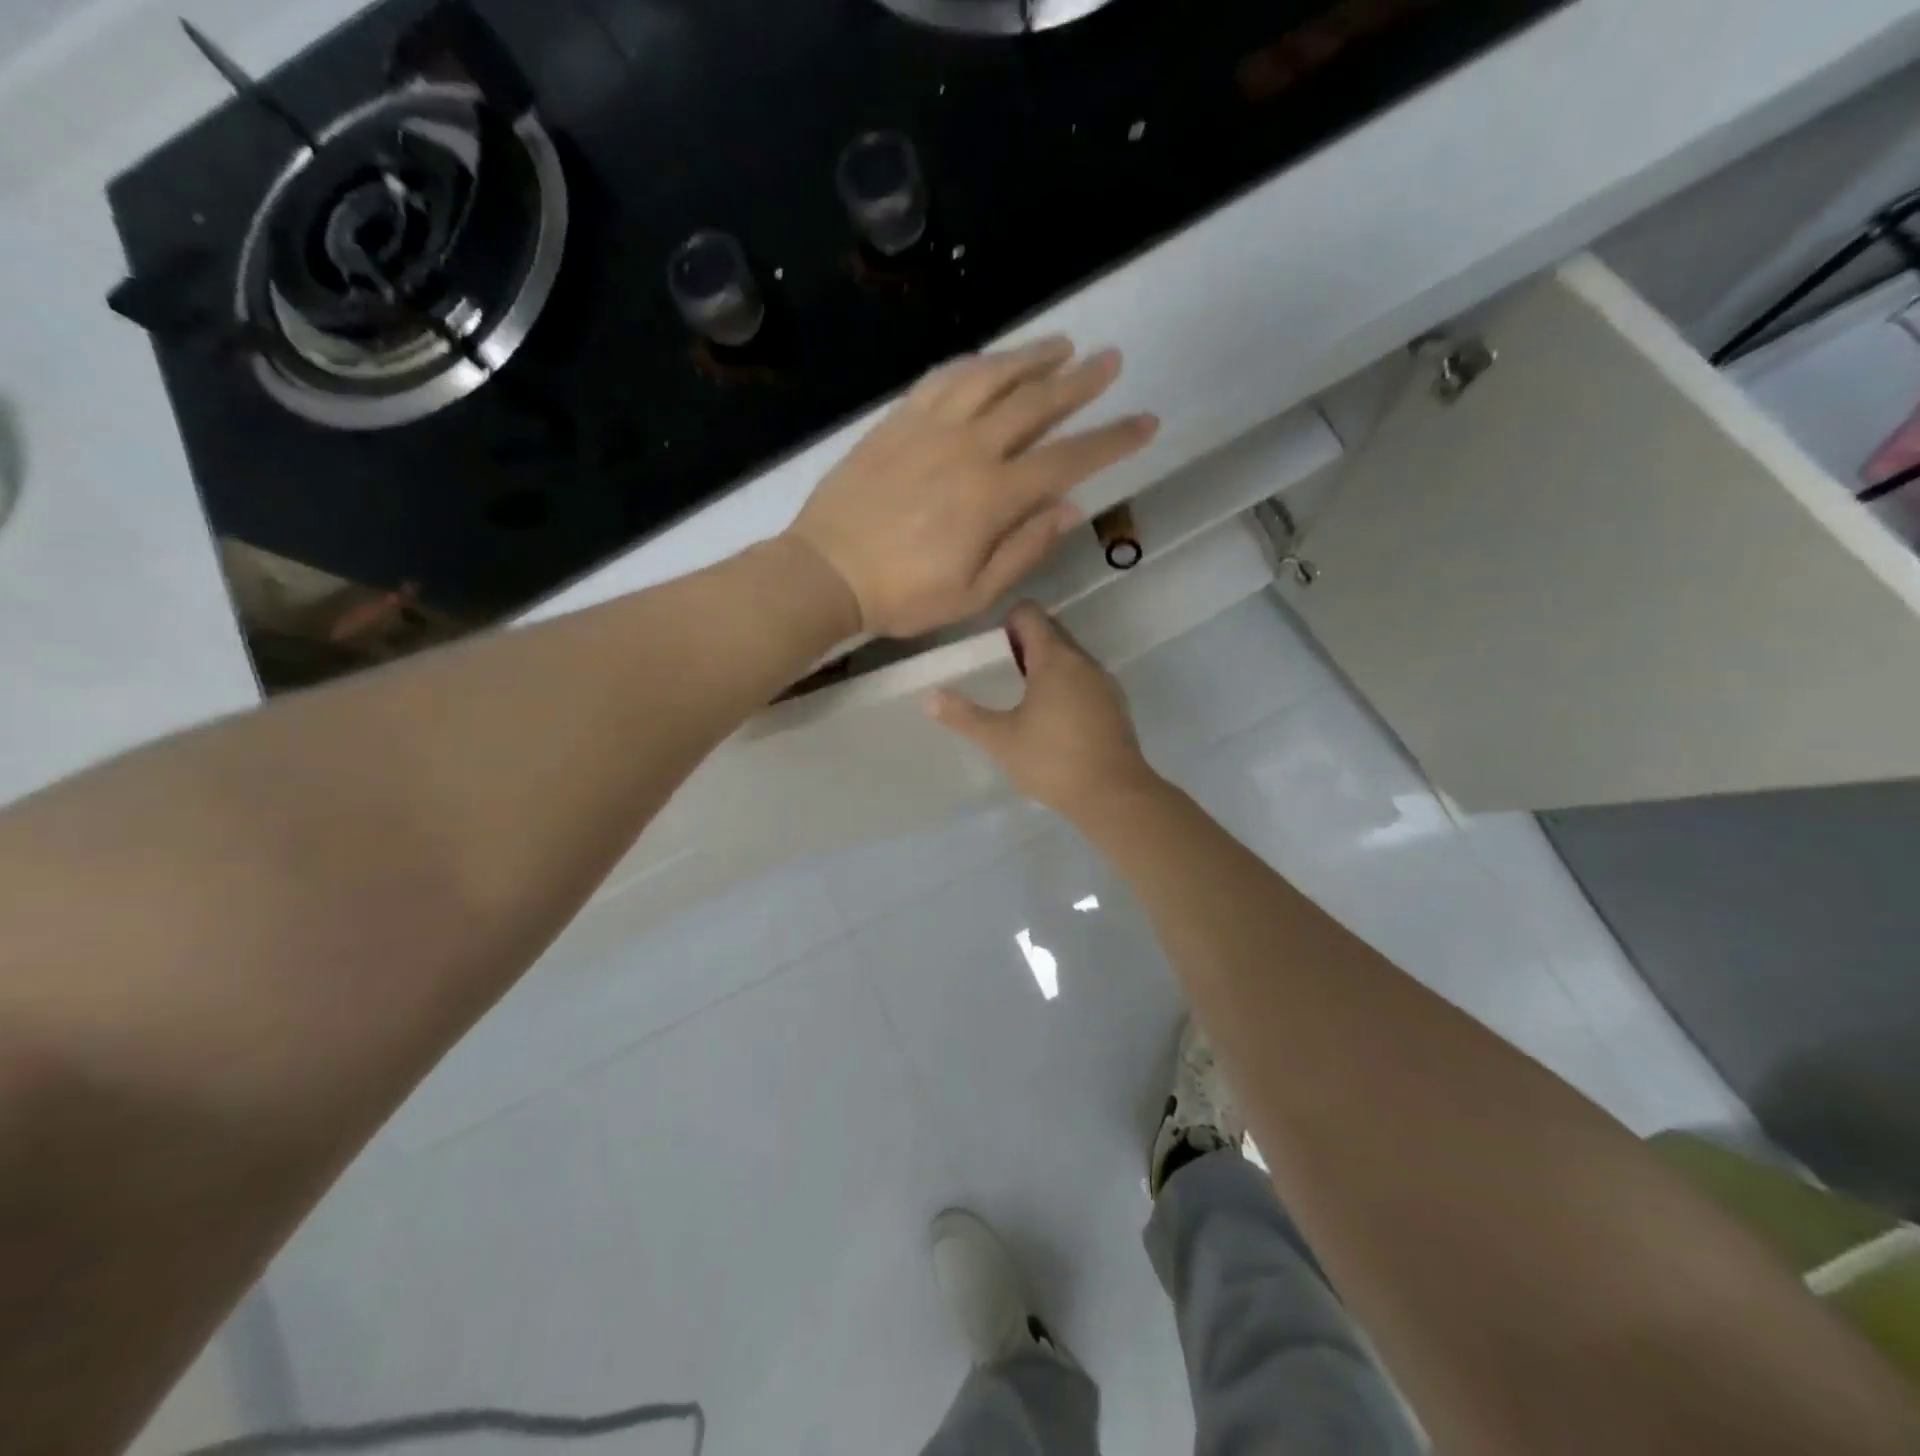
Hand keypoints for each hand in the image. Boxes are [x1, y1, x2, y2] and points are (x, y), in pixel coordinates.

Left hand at [785, 338, 1158, 638]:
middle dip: (1081, 382)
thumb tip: (1070, 508)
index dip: (1112, 440)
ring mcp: (930, 428)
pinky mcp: (898, 421)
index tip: (1146, 422)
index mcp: (993, 497)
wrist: (826, 572)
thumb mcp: (973, 593)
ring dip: (1032, 358)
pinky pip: (944, 378)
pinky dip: (975, 363)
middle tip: (1111, 361)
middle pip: (1036, 403)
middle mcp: (969, 448)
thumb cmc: (903, 595)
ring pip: (992, 377)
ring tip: (1063, 345)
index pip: (1068, 459)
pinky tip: (991, 359)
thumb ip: (1025, 549)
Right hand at [926, 603, 1158, 818]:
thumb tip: (928, 697)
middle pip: (1052, 631)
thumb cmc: (1052, 761)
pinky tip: (1051, 719)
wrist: (1114, 795)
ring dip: (1045, 665)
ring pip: (1070, 657)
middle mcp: (1083, 661)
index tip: (991, 649)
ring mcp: (1104, 683)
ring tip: (1021, 697)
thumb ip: (963, 716)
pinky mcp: (1115, 706)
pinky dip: (1065, 685)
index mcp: (1054, 658)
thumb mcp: (1000, 739)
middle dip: (1024, 643)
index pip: (1030, 613)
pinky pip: (1084, 679)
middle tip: (1000, 672)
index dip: (1007, 622)